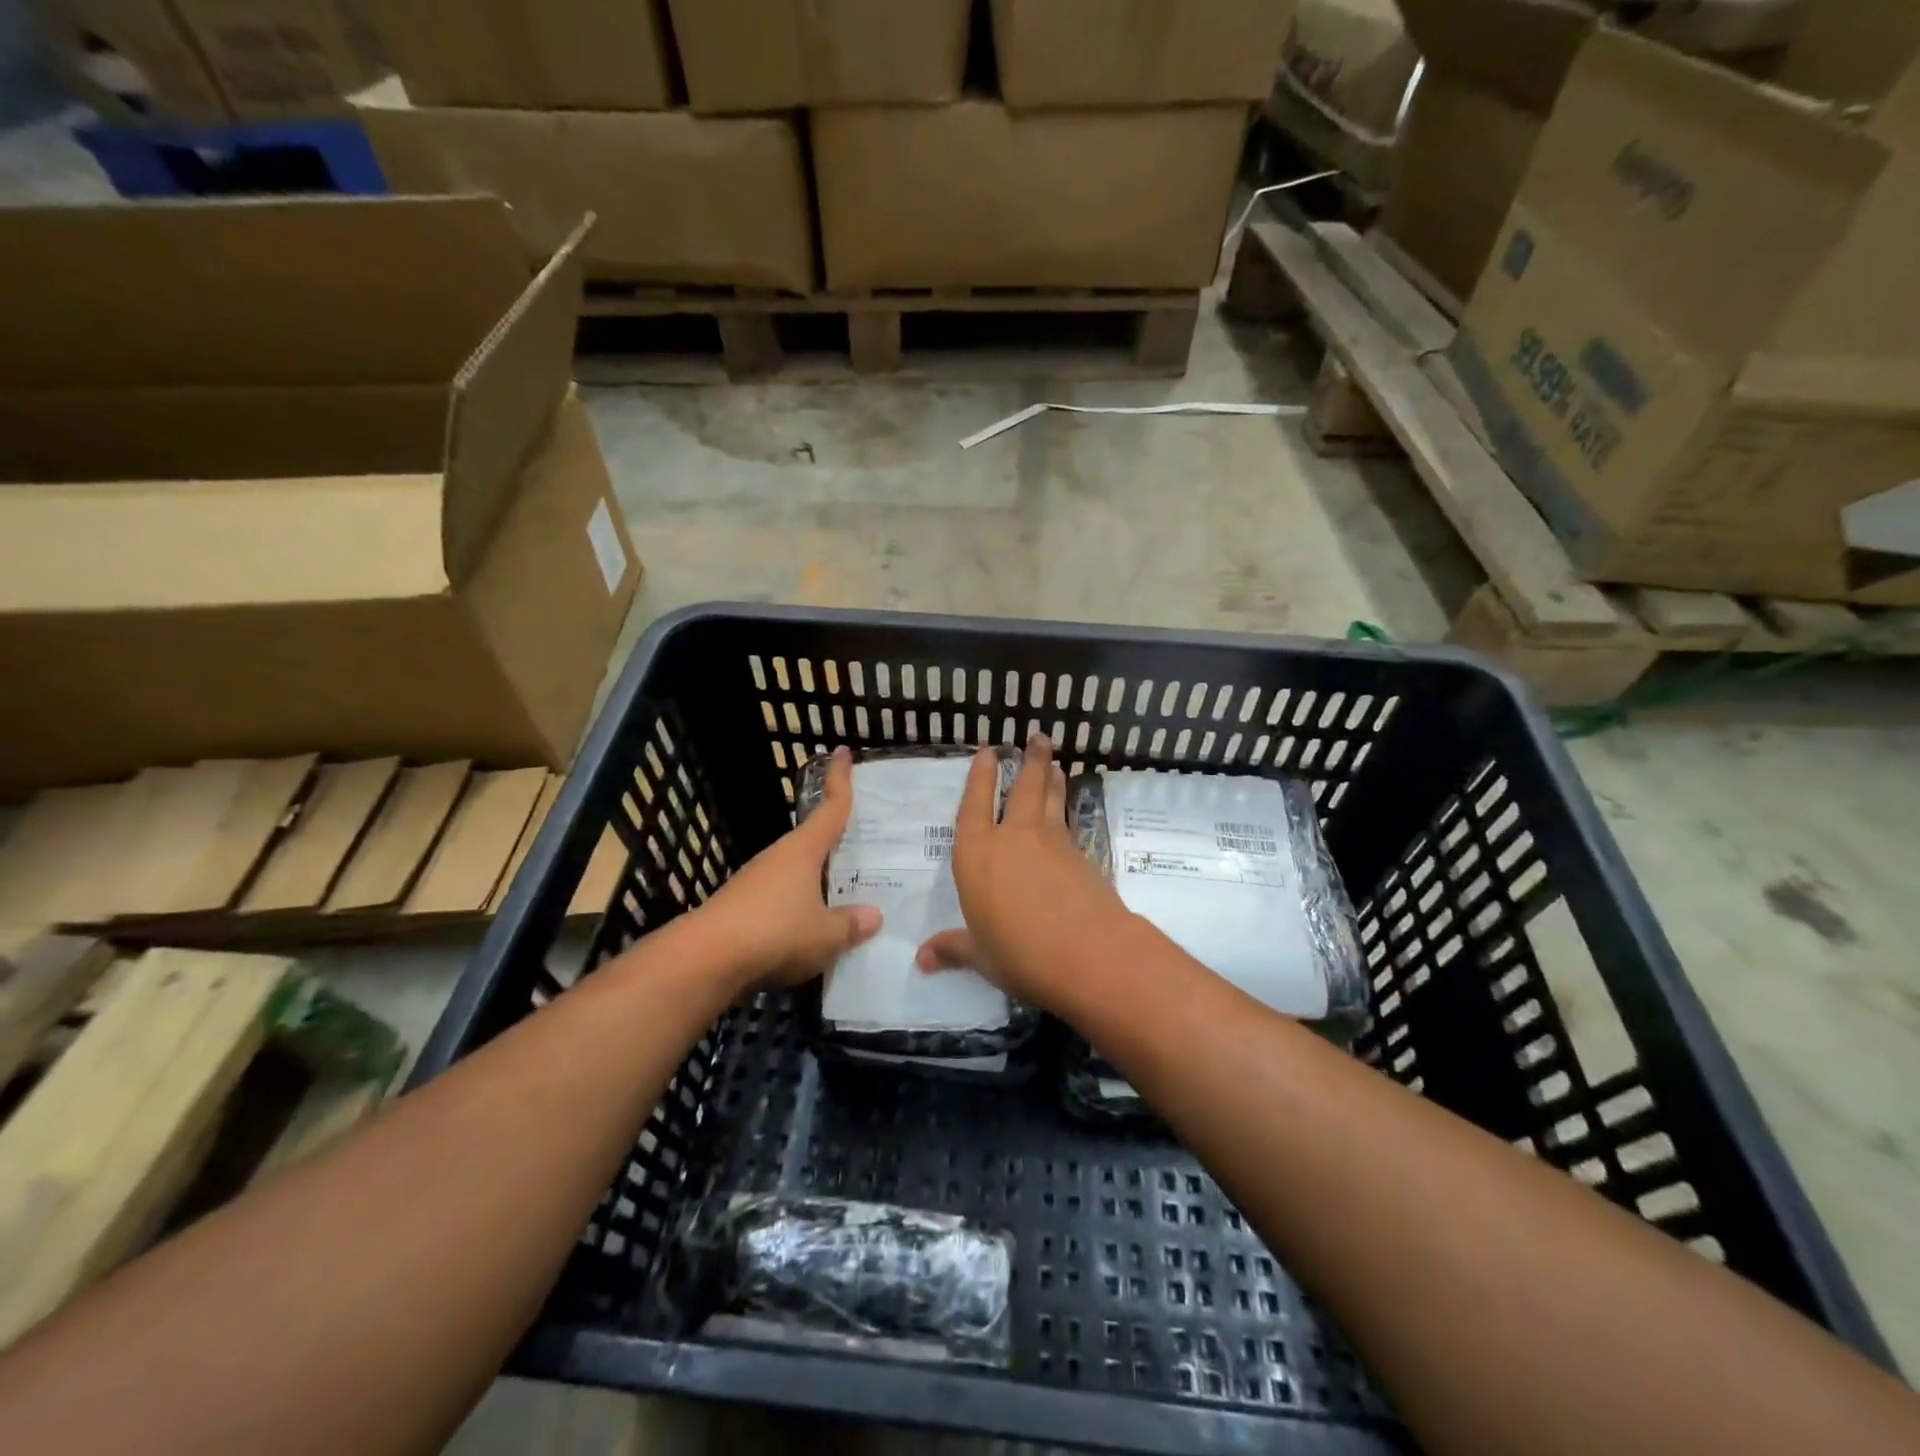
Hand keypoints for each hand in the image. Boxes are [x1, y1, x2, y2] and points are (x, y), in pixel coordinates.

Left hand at [696, 746, 880, 990]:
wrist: (704, 959)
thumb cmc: (774, 933)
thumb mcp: (825, 934)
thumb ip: (851, 924)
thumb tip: (873, 916)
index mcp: (803, 850)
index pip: (830, 808)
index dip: (840, 779)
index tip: (843, 751)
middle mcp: (779, 857)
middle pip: (813, 839)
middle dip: (835, 837)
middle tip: (863, 839)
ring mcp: (756, 881)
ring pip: (796, 870)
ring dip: (817, 876)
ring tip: (844, 891)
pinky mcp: (741, 906)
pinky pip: (781, 896)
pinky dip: (799, 903)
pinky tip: (810, 925)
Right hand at [915, 734, 1130, 1010]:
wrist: (1089, 953)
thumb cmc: (1019, 953)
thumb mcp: (980, 956)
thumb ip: (953, 949)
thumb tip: (921, 960)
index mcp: (977, 854)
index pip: (975, 805)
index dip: (980, 777)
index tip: (989, 751)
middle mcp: (1013, 838)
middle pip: (1023, 788)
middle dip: (1029, 761)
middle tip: (1038, 737)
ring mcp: (1052, 843)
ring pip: (1051, 799)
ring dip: (1052, 778)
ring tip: (1054, 762)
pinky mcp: (1081, 856)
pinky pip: (1069, 824)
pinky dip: (1066, 811)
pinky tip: (1066, 815)